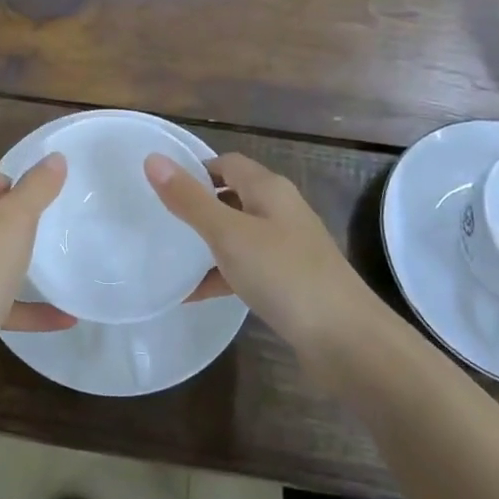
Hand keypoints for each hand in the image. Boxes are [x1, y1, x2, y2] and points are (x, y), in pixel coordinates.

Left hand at [0, 154, 71, 395]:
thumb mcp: (14, 223)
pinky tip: (61, 318)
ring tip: (50, 267)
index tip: (27, 201)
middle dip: (10, 219)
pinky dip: (21, 305)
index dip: (0, 177)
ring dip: (16, 262)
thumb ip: (36, 189)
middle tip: (39, 232)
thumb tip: (55, 157)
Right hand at [145, 152, 374, 356]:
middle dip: (198, 207)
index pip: (227, 163)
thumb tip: (152, 159)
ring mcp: (289, 248)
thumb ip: (190, 200)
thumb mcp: (228, 234)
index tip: (160, 187)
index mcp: (269, 189)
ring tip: (170, 258)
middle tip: (160, 220)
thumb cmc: (284, 275)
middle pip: (233, 197)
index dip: (195, 170)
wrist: (346, 340)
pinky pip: (248, 268)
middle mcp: (281, 211)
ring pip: (239, 235)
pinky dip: (222, 275)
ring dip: (208, 244)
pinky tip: (195, 295)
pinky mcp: (291, 282)